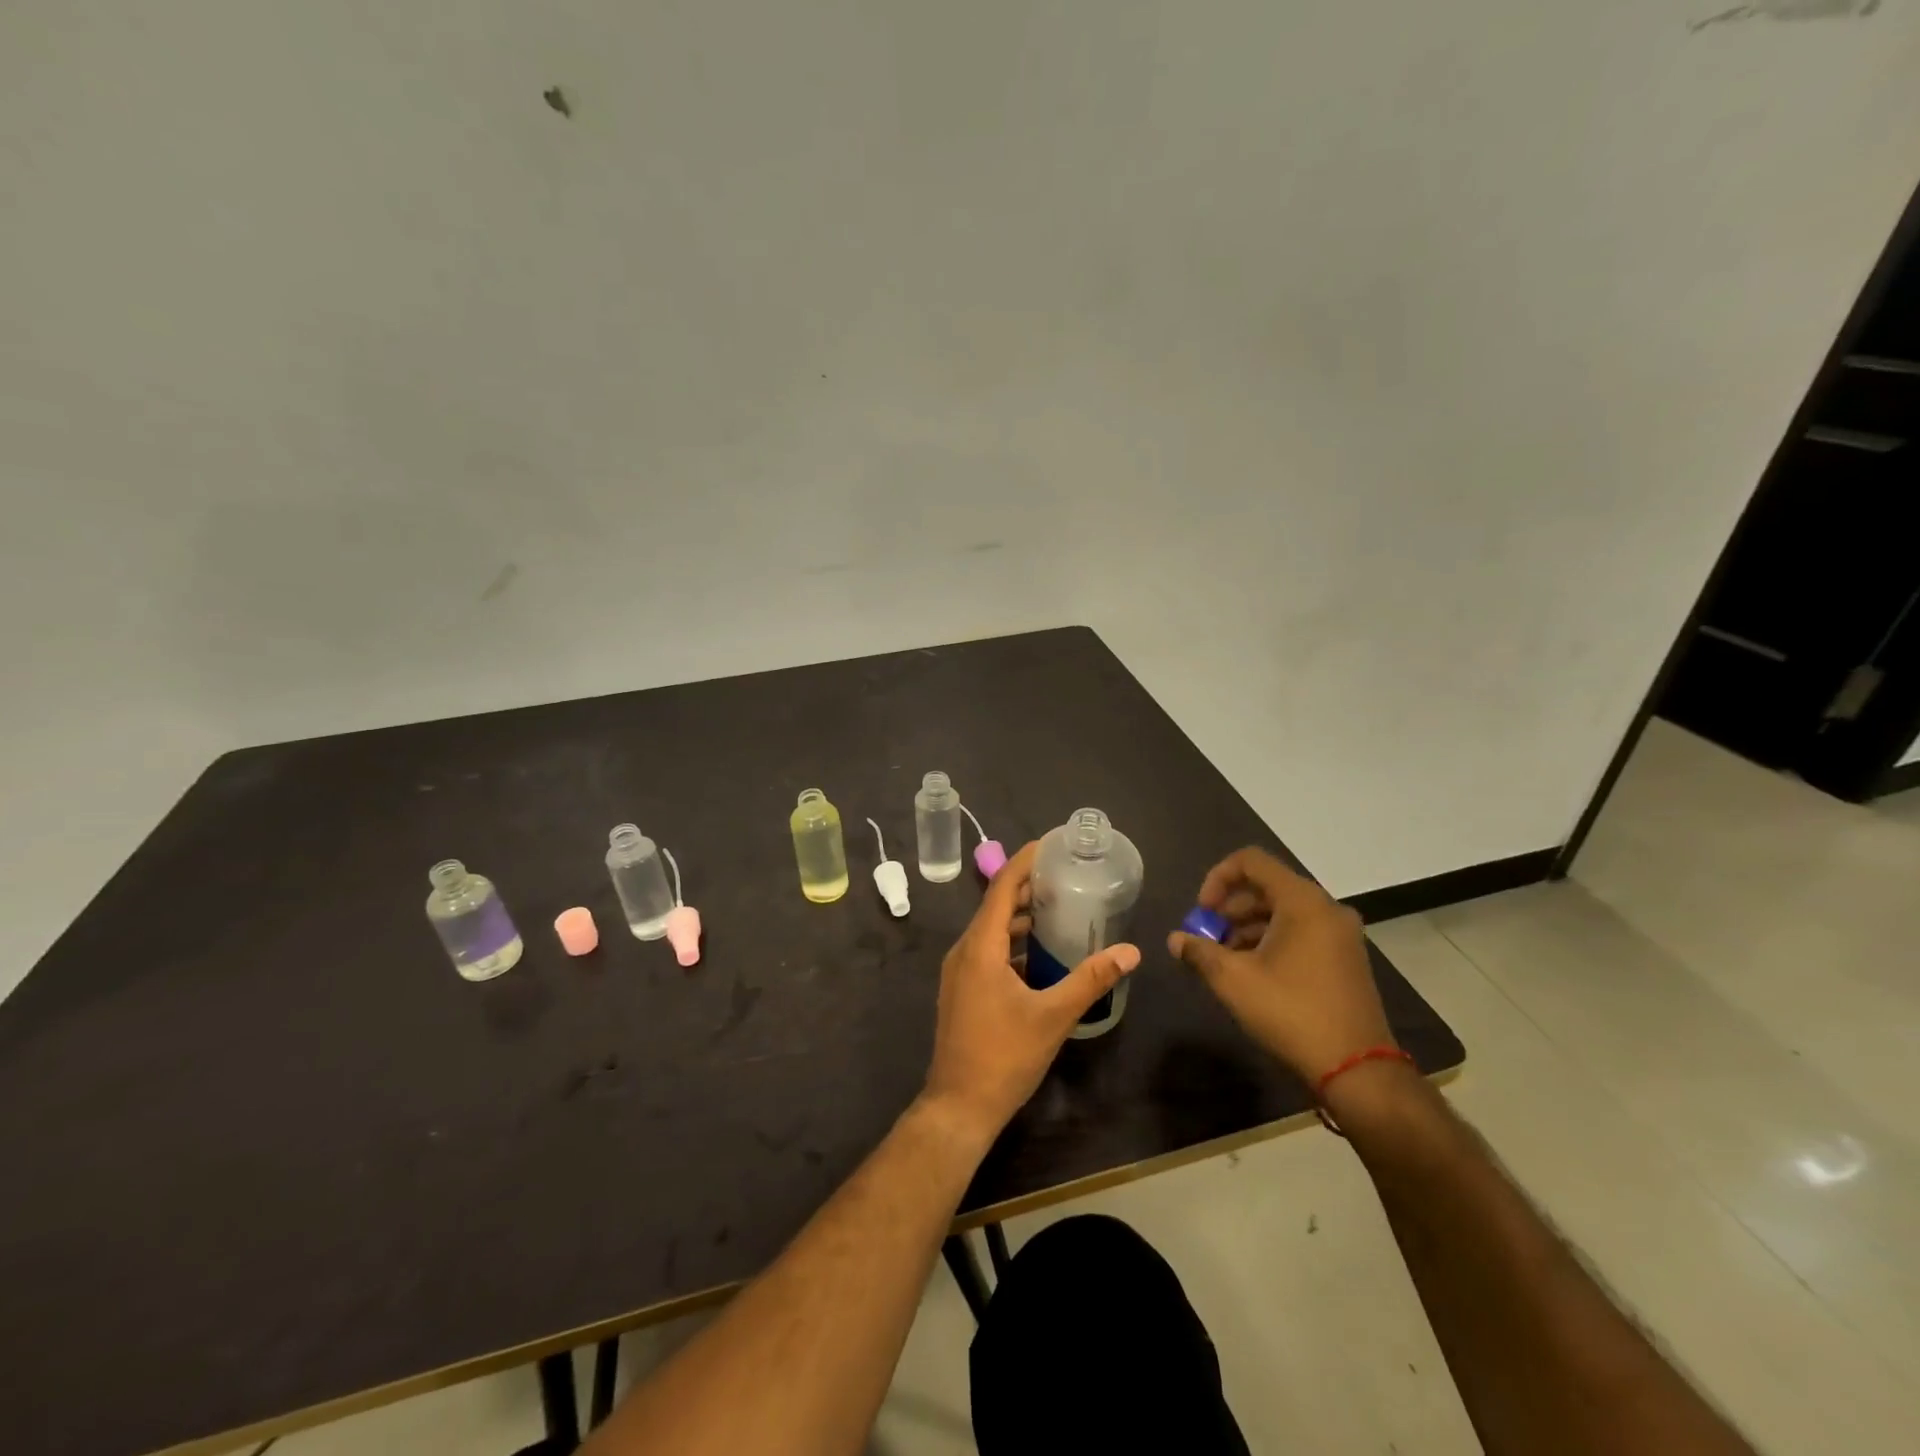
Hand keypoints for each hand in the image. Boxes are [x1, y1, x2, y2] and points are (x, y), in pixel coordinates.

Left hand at [921, 841, 1140, 1142]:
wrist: (959, 1106)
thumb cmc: (1004, 1057)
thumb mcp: (1053, 1017)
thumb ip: (1091, 979)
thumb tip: (1130, 951)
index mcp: (981, 946)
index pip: (1002, 886)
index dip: (1025, 860)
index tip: (1052, 843)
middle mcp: (964, 949)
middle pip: (997, 903)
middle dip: (1029, 885)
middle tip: (1067, 874)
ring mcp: (959, 970)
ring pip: (992, 928)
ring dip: (1022, 915)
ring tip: (1060, 907)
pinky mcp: (962, 988)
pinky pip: (988, 949)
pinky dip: (1013, 941)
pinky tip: (1041, 952)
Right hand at [1166, 847, 1391, 1084]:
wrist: (1357, 1070)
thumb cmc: (1291, 1012)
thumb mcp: (1233, 980)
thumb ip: (1199, 952)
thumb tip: (1175, 940)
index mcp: (1302, 901)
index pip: (1251, 861)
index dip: (1217, 878)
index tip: (1201, 913)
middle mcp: (1326, 908)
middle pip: (1266, 886)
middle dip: (1229, 908)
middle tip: (1207, 939)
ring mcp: (1341, 934)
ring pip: (1283, 911)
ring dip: (1247, 927)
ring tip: (1224, 959)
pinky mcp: (1345, 957)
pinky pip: (1301, 931)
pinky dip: (1271, 940)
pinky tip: (1252, 972)